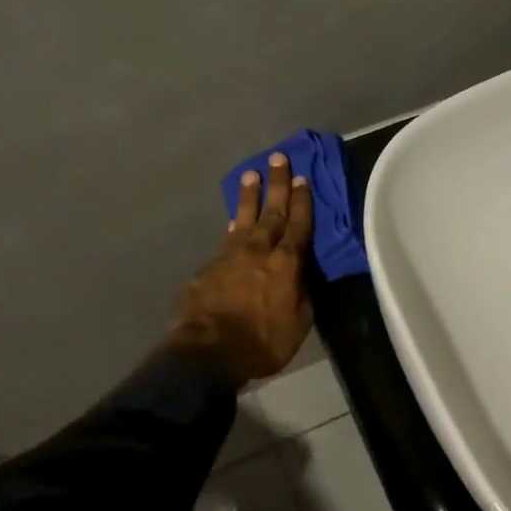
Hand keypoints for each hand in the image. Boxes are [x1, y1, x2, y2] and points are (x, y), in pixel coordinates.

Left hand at [169, 152, 313, 387]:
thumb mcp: (299, 324)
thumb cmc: (263, 342)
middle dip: (277, 184)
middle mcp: (259, 251)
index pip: (299, 225)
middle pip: (271, 211)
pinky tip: (233, 223)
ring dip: (249, 196)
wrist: (208, 352)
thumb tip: (300, 277)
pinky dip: (233, 227)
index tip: (302, 178)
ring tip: (251, 174)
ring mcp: (230, 256)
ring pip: (243, 218)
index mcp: (287, 264)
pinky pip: (225, 240)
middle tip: (278, 158)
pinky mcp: (208, 268)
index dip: (302, 202)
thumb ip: (301, 294)